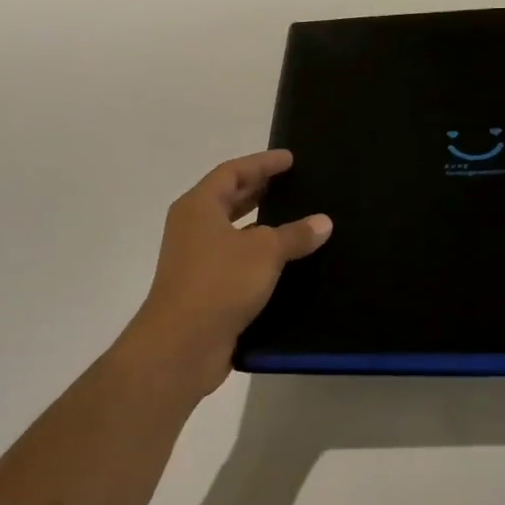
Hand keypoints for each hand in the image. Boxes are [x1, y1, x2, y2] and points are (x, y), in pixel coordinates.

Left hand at [122, 150, 332, 396]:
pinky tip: (287, 263)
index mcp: (199, 207)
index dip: (262, 163)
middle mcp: (193, 229)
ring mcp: (197, 260)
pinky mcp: (206, 289)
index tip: (289, 159)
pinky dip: (259, 256)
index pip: (232, 172)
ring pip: (234, 232)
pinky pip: (237, 261)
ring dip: (261, 225)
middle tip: (292, 184)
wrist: (181, 345)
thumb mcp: (264, 252)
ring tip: (296, 220)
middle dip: (259, 190)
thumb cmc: (219, 284)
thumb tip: (323, 222)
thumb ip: (295, 234)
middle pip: (228, 199)